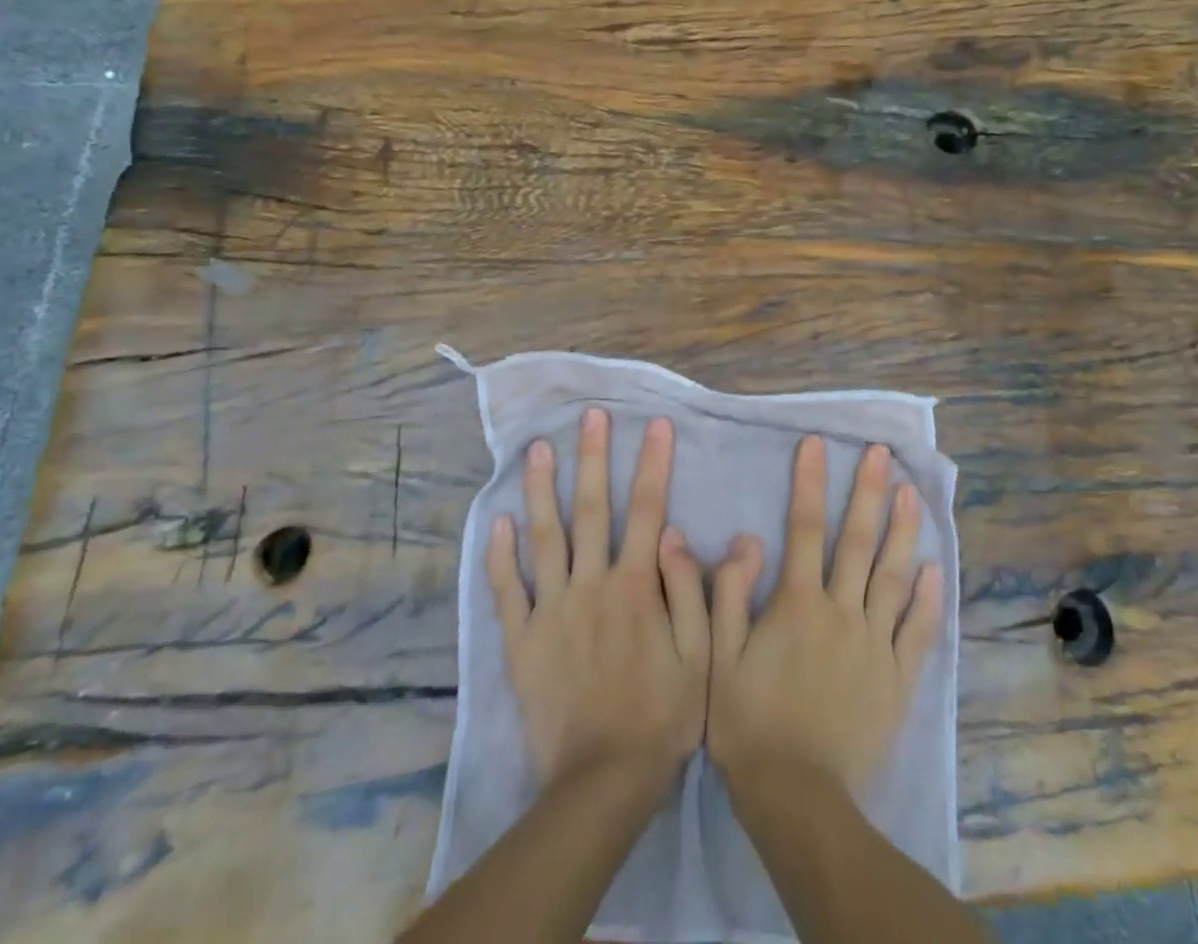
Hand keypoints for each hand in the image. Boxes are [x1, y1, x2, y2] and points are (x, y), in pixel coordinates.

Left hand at [486, 407, 709, 791]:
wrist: (602, 781)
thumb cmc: (662, 716)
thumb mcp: (700, 656)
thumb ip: (689, 591)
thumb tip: (677, 533)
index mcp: (637, 586)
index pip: (647, 509)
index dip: (652, 464)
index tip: (655, 425)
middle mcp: (592, 584)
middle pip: (591, 509)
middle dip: (592, 458)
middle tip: (589, 417)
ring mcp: (552, 609)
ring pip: (545, 537)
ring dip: (541, 489)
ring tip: (537, 449)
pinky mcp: (522, 640)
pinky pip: (507, 591)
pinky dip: (500, 556)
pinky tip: (497, 521)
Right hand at [708, 437, 945, 790]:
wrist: (797, 798)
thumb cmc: (749, 722)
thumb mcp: (719, 657)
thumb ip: (728, 593)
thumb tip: (745, 538)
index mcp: (798, 603)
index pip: (805, 528)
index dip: (810, 482)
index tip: (815, 444)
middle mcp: (842, 611)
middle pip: (857, 541)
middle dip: (868, 492)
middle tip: (881, 453)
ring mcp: (875, 644)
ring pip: (893, 576)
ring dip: (903, 531)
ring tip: (912, 493)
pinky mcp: (897, 679)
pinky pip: (917, 632)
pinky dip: (928, 600)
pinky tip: (935, 570)